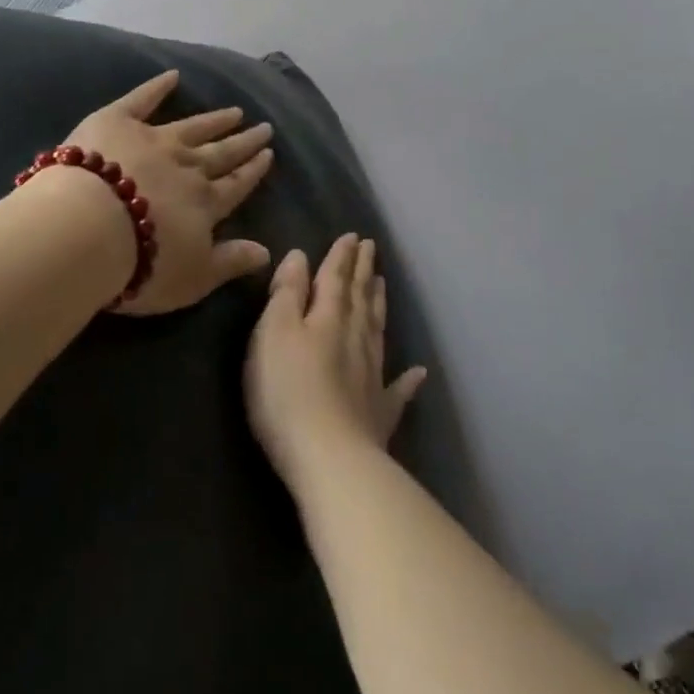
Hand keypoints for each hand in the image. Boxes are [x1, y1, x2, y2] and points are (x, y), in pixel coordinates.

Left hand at [59, 70, 275, 315]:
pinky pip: (141, 100)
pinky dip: (157, 87)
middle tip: (263, 127)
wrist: (87, 229)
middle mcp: (187, 166)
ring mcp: (153, 140)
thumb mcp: (193, 278)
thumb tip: (267, 253)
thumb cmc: (141, 265)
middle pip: (221, 152)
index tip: (268, 154)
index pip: (236, 185)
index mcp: (204, 203)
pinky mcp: (117, 122)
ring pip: (192, 127)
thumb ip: (230, 262)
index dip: (253, 171)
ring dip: (215, 119)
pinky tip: (173, 75)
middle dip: (243, 141)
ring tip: (235, 110)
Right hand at [244, 234, 427, 489]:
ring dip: (379, 305)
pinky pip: (397, 389)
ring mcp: (372, 375)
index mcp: (329, 316)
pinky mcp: (379, 412)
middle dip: (363, 272)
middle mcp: (356, 338)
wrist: (329, 457)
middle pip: (360, 298)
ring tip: (382, 284)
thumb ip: (287, 293)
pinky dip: (408, 379)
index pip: (336, 277)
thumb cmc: (288, 390)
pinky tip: (419, 372)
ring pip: (377, 330)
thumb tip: (301, 255)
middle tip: (371, 249)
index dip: (342, 256)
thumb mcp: (274, 332)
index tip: (354, 236)